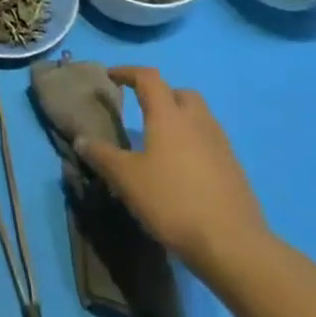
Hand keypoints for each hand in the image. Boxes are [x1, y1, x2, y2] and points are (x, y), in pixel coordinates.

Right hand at [75, 66, 267, 273]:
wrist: (232, 244)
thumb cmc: (172, 201)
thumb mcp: (126, 179)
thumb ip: (102, 156)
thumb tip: (81, 139)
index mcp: (169, 116)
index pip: (148, 78)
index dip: (128, 72)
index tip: (111, 76)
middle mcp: (198, 122)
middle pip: (181, 93)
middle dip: (161, 94)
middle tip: (142, 109)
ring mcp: (221, 145)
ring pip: (199, 117)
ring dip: (179, 119)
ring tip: (160, 140)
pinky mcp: (234, 169)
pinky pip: (210, 142)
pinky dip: (193, 143)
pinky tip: (182, 169)